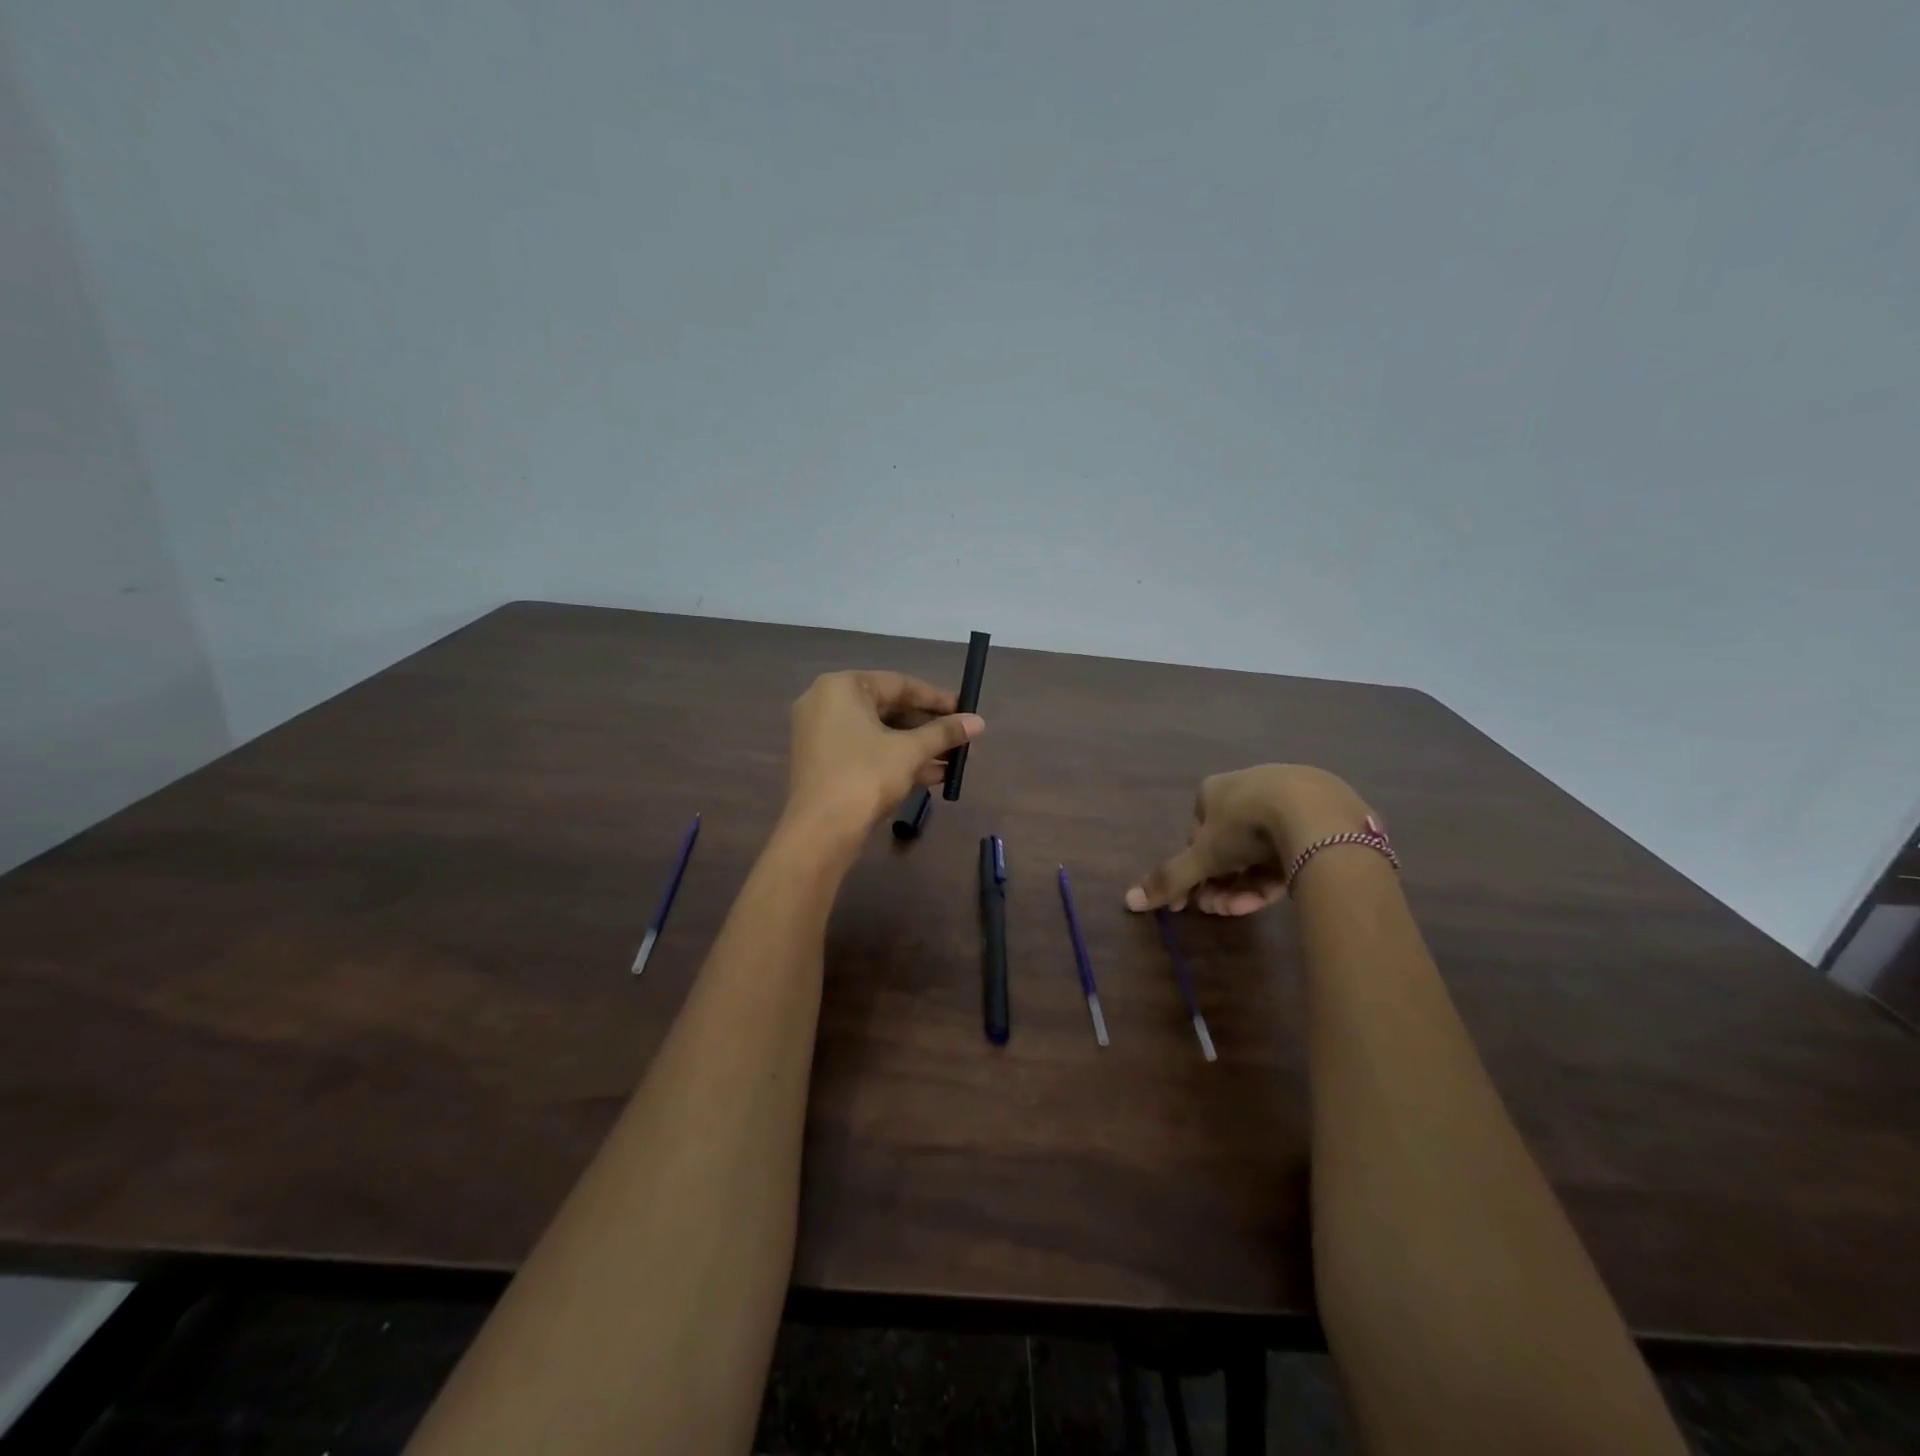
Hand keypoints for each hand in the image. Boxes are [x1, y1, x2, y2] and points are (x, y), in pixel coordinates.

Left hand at [784, 671, 984, 838]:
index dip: (938, 699)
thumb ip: (944, 732)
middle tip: (963, 739)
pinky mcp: (824, 763)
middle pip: (890, 709)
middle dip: (929, 728)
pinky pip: (867, 751)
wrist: (820, 831)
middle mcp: (826, 703)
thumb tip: (979, 721)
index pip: (900, 684)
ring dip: (918, 747)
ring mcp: (822, 734)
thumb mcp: (910, 751)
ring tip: (956, 761)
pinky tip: (934, 775)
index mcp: (842, 687)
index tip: (967, 710)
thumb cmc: (865, 777)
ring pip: (880, 734)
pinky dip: (896, 759)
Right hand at [1125, 765, 1371, 914]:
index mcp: (1216, 789)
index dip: (1192, 867)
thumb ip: (1169, 879)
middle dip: (1217, 882)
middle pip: (1228, 845)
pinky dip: (1273, 877)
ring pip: (1259, 852)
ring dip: (1241, 885)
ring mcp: (1289, 802)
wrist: (1315, 815)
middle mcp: (1250, 788)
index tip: (1192, 898)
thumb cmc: (1245, 826)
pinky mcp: (1321, 820)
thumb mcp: (1202, 856)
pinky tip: (1268, 899)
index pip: (1197, 831)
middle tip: (1214, 908)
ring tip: (1236, 910)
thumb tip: (1129, 901)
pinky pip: (1290, 852)